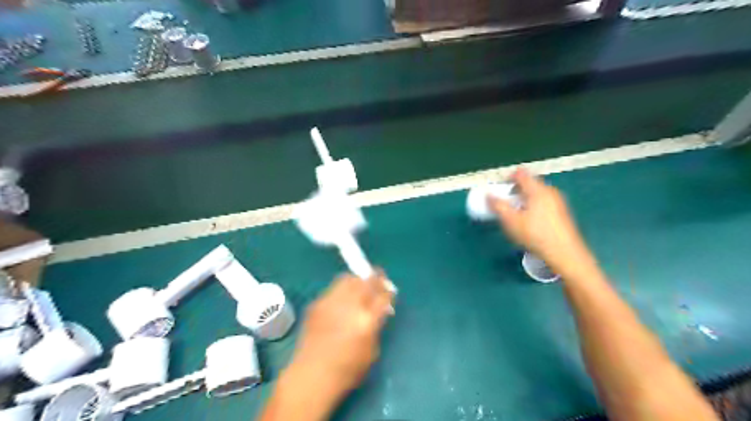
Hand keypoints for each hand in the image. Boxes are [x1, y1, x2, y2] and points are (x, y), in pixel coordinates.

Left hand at [286, 271, 394, 399]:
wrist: (311, 375)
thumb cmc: (347, 371)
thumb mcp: (372, 351)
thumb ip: (376, 326)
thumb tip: (377, 311)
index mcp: (367, 320)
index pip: (382, 296)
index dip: (387, 290)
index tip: (389, 288)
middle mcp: (350, 306)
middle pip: (366, 281)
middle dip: (375, 277)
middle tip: (378, 277)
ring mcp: (331, 302)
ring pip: (348, 279)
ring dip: (357, 280)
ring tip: (360, 284)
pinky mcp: (317, 304)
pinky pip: (333, 289)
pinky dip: (341, 290)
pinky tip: (341, 300)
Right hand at [490, 168, 596, 275]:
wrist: (565, 254)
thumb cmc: (535, 234)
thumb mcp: (511, 221)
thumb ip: (498, 206)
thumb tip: (488, 195)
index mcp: (537, 190)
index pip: (520, 174)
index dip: (507, 178)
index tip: (498, 189)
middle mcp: (549, 191)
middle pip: (529, 183)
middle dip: (515, 190)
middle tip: (505, 203)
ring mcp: (558, 202)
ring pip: (537, 194)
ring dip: (524, 199)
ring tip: (515, 214)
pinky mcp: (562, 213)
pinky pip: (543, 203)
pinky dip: (533, 206)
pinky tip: (529, 222)